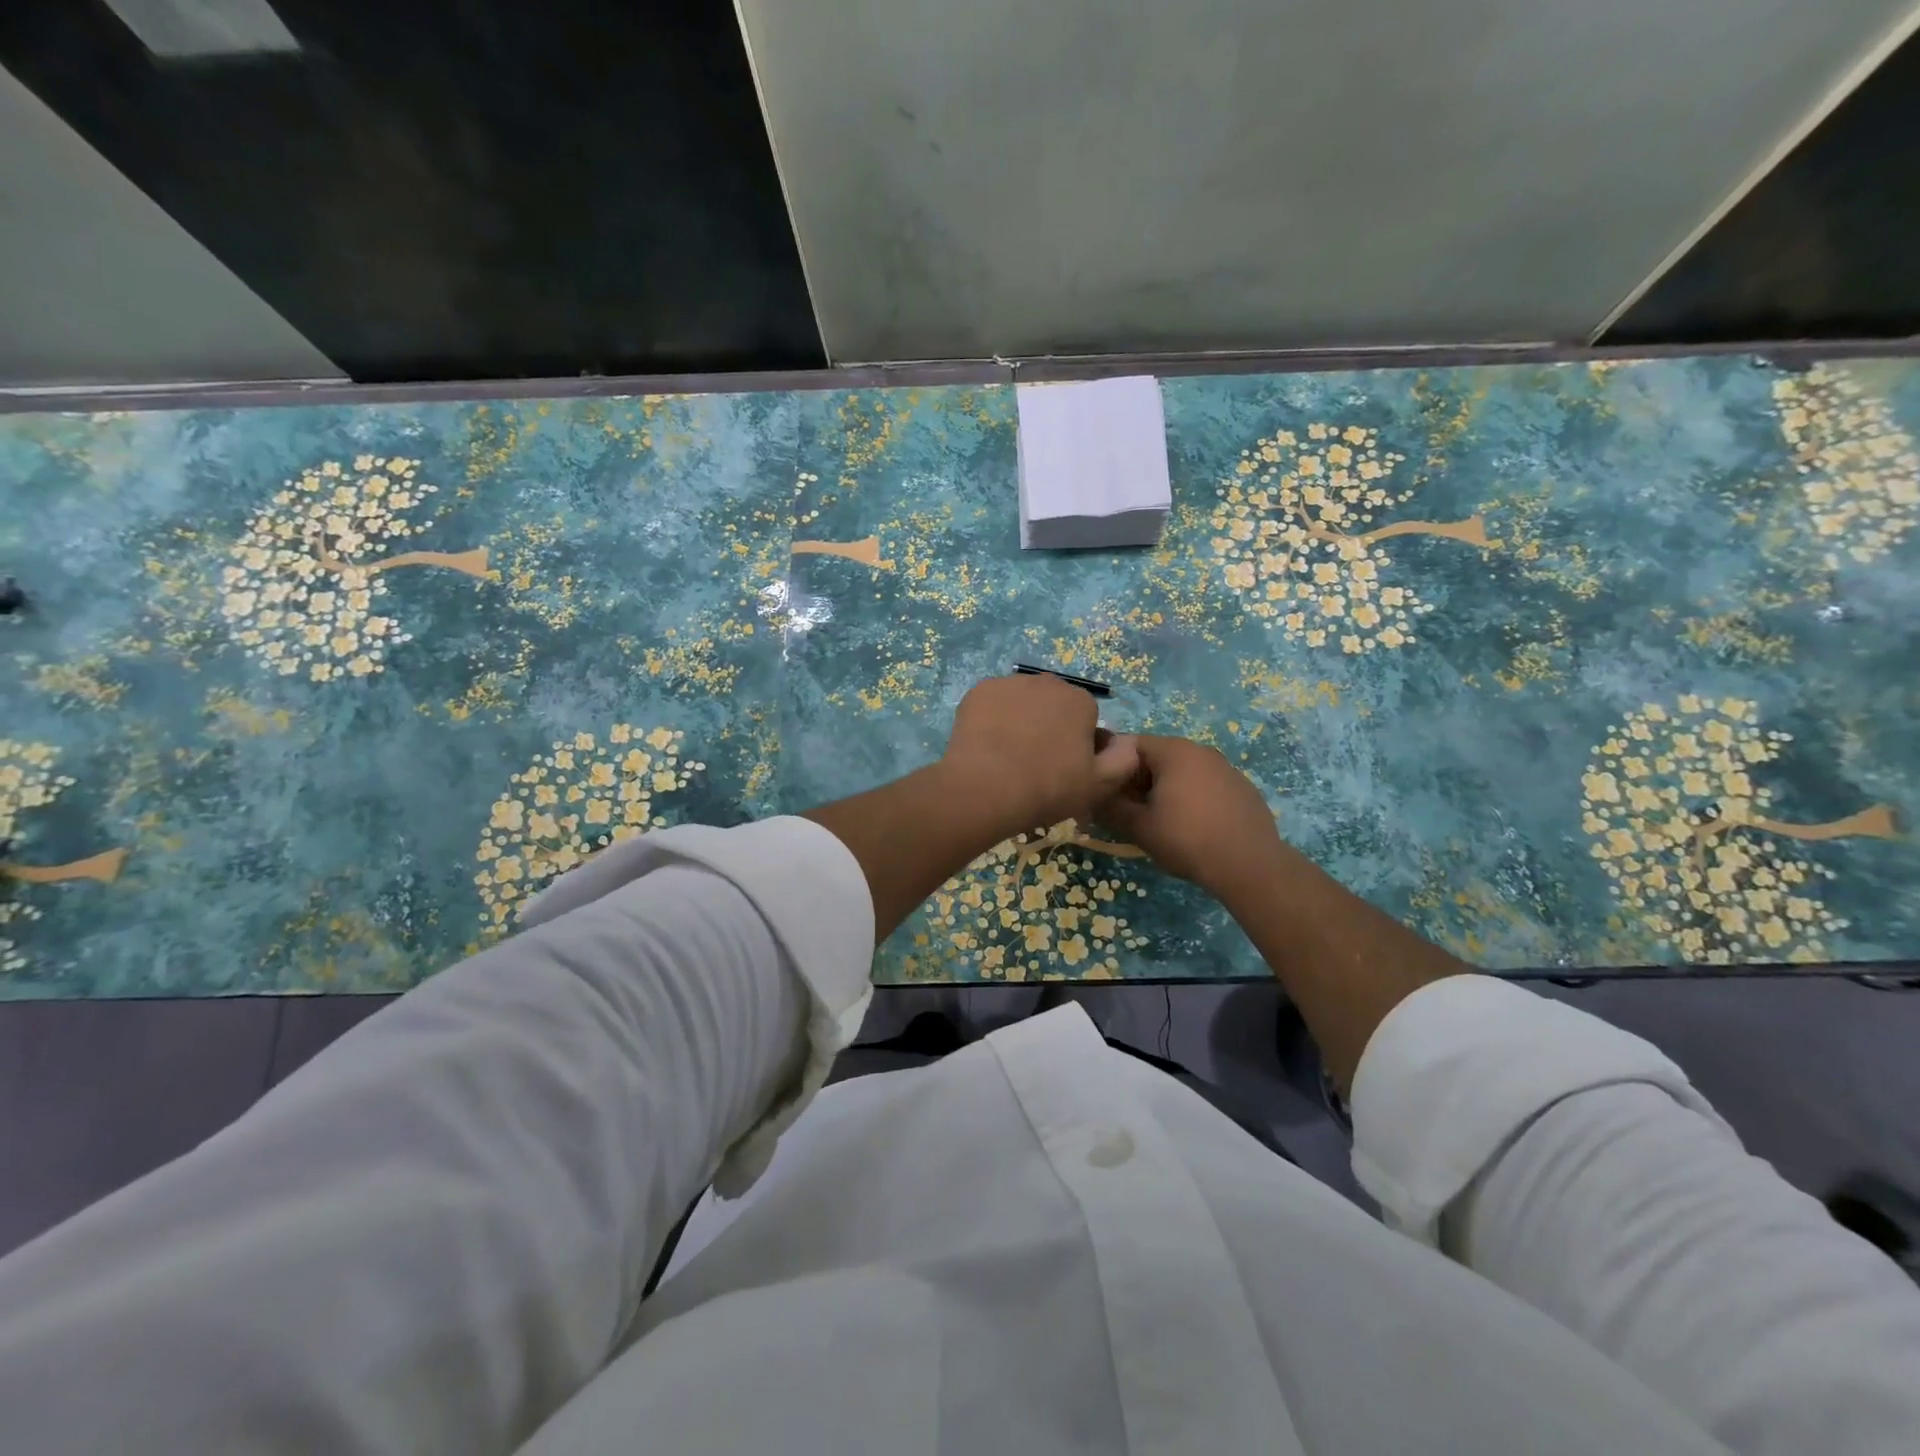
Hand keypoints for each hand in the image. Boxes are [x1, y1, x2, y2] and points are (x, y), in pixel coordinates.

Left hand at [938, 674, 1141, 839]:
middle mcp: (1047, 682)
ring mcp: (1009, 683)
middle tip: (1035, 762)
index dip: (1077, 743)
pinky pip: (992, 704)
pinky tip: (986, 745)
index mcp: (1080, 701)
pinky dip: (991, 719)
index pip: (1085, 717)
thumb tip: (1127, 741)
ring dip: (1019, 719)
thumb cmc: (1048, 788)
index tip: (1065, 768)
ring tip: (1007, 756)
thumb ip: (1124, 759)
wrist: (986, 789)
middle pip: (1052, 704)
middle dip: (1048, 725)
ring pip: (1021, 701)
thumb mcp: (1099, 785)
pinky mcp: (978, 691)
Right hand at [1096, 735, 1288, 901]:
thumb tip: (1093, 797)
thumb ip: (1111, 807)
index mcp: (1173, 751)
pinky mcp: (1243, 787)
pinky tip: (1195, 827)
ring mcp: (1226, 767)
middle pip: (1158, 757)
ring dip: (1167, 790)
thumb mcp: (1139, 826)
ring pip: (1184, 771)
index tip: (1109, 794)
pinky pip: (1207, 785)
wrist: (1249, 865)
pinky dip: (1194, 798)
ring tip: (1163, 822)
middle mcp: (1200, 750)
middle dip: (1140, 780)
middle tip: (1132, 811)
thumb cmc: (1186, 839)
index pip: (1130, 745)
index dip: (1114, 768)